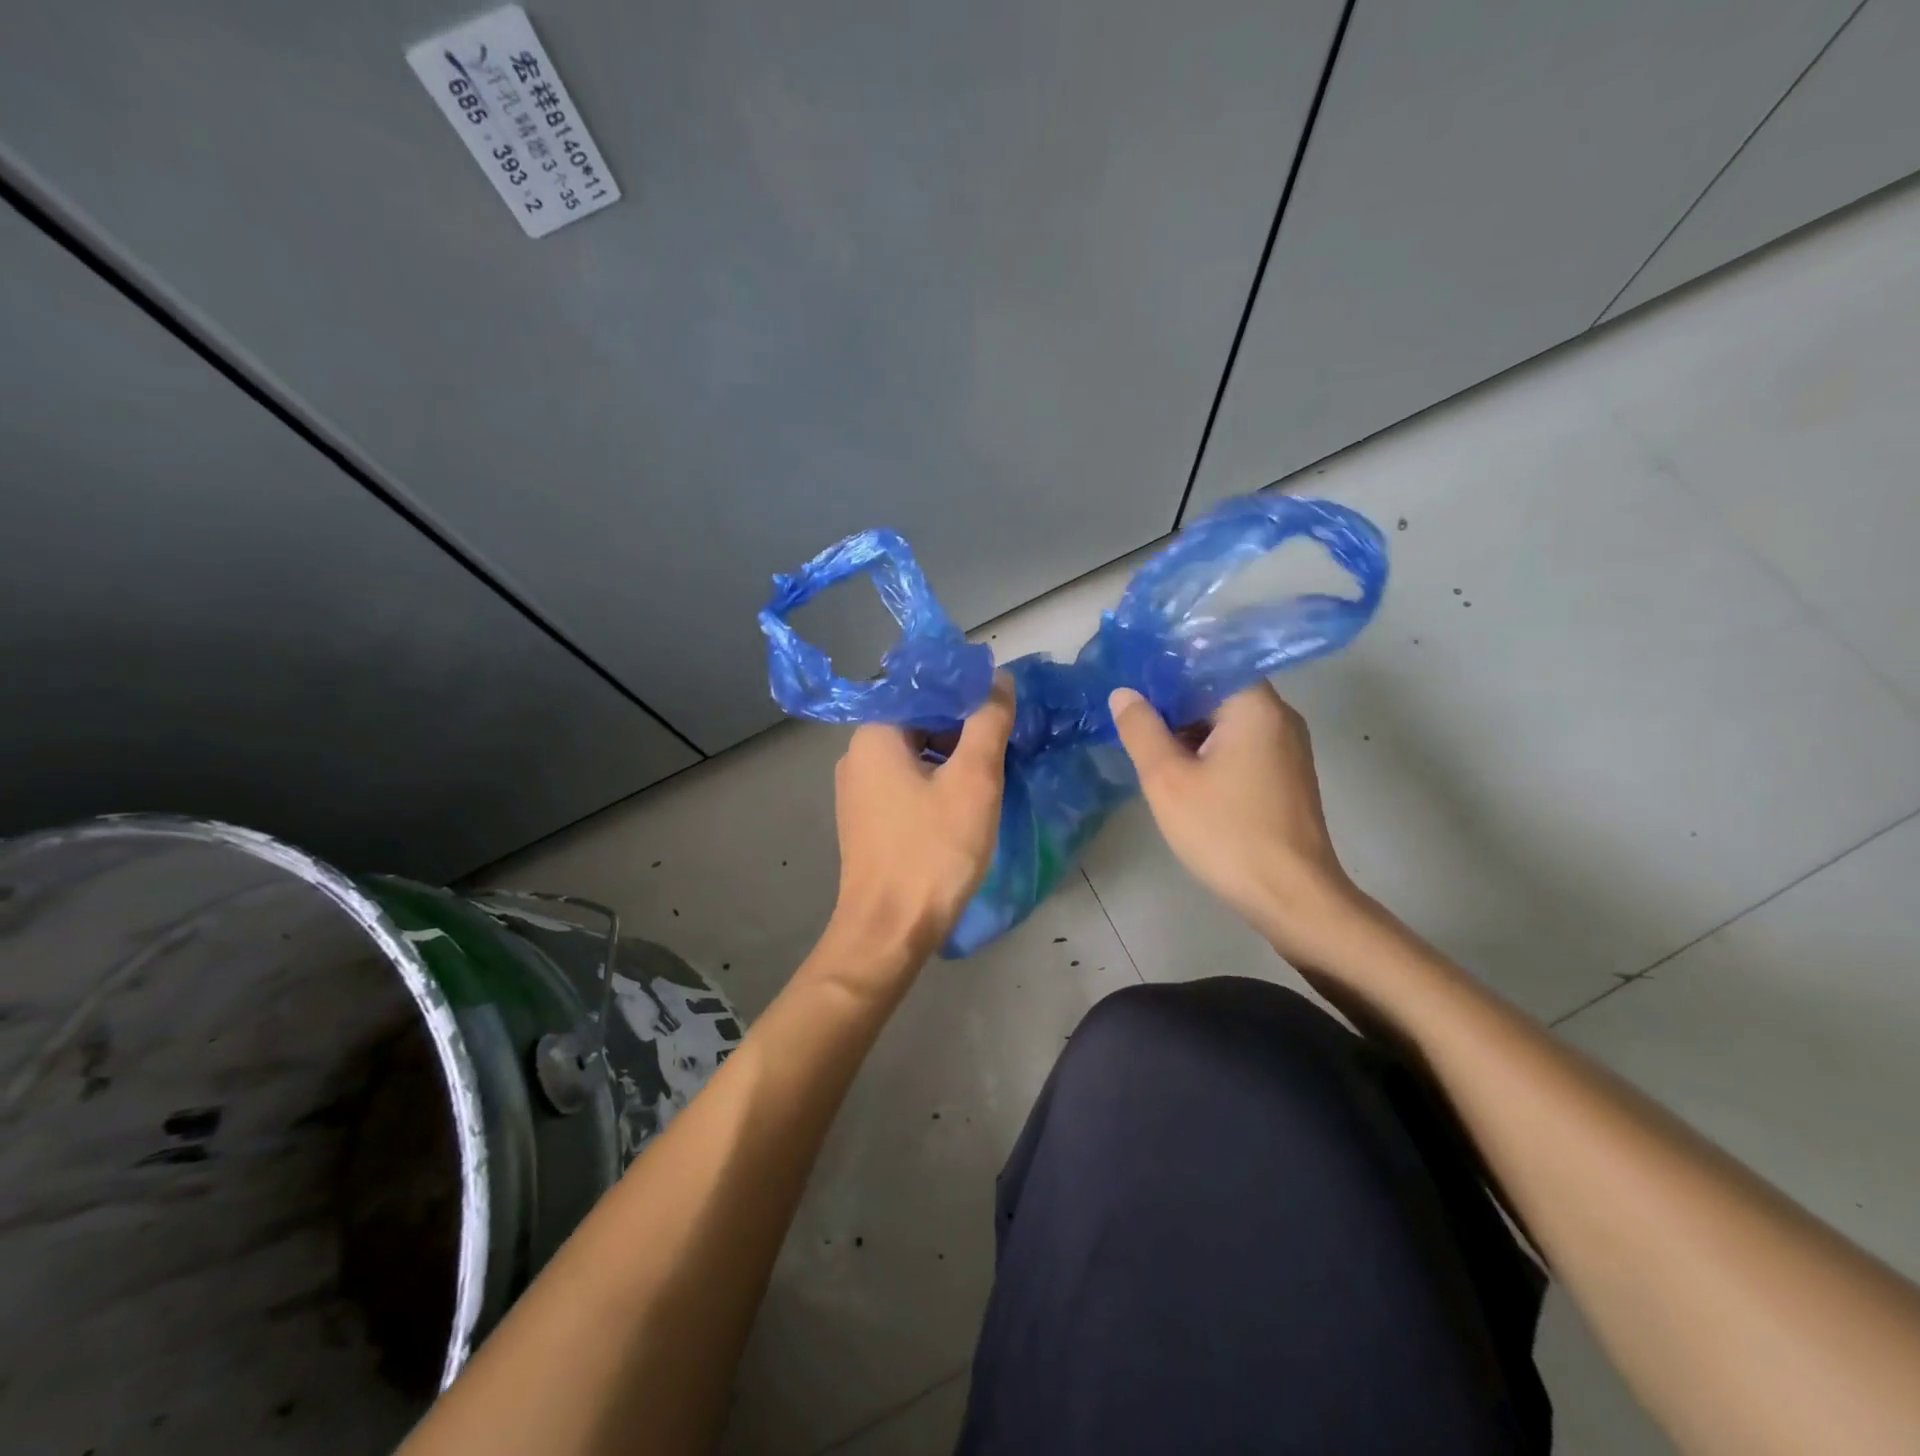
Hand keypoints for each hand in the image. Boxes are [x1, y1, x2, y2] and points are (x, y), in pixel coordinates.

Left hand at [827, 674, 1015, 964]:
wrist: (890, 929)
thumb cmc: (933, 850)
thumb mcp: (973, 780)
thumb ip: (988, 721)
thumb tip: (999, 680)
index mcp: (874, 734)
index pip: (923, 690)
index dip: (967, 693)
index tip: (1003, 709)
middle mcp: (856, 755)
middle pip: (918, 720)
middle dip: (962, 728)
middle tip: (1003, 745)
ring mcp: (857, 790)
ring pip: (914, 754)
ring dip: (952, 758)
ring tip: (990, 774)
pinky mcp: (866, 820)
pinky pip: (905, 783)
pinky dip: (935, 783)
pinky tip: (963, 803)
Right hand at [1109, 682, 1366, 967]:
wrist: (1291, 897)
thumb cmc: (1226, 831)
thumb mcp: (1167, 779)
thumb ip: (1141, 729)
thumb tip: (1124, 692)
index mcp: (1255, 706)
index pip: (1207, 663)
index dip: (1165, 670)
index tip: (1130, 685)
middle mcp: (1279, 717)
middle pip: (1218, 691)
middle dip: (1173, 703)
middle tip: (1131, 721)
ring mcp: (1288, 749)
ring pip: (1228, 722)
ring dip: (1189, 730)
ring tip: (1149, 748)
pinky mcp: (1286, 777)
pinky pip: (1242, 747)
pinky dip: (1210, 752)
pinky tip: (1183, 775)